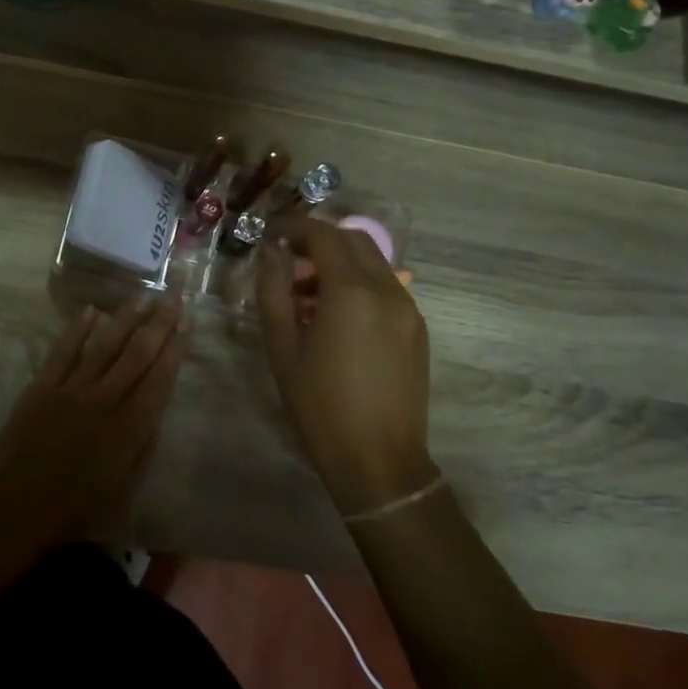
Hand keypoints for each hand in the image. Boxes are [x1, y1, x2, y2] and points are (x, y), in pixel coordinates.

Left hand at [0, 294, 186, 560]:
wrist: (12, 512)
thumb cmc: (74, 511)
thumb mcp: (124, 491)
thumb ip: (143, 447)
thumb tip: (156, 410)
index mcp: (128, 429)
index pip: (159, 378)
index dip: (175, 348)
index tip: (187, 322)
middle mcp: (103, 400)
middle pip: (137, 353)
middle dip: (159, 322)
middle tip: (174, 294)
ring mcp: (70, 390)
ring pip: (104, 345)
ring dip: (126, 317)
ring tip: (143, 294)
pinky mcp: (41, 388)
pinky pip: (63, 351)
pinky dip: (77, 329)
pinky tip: (91, 310)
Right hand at [255, 217, 436, 514]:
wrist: (379, 461)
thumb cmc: (321, 406)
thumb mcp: (284, 349)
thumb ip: (273, 292)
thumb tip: (270, 253)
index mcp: (351, 292)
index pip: (324, 235)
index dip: (295, 226)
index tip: (272, 233)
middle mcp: (387, 289)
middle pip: (354, 240)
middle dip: (319, 240)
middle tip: (288, 262)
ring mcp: (408, 308)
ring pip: (373, 263)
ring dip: (340, 263)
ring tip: (307, 296)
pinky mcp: (417, 328)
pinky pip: (386, 287)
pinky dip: (359, 284)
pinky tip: (337, 318)